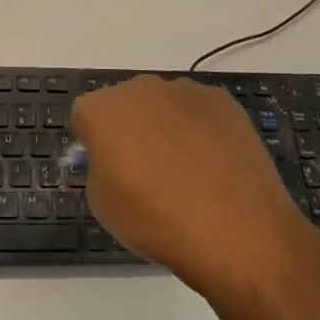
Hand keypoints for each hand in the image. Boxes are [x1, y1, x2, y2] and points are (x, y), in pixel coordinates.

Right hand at [71, 75, 319, 300]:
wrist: (235, 231)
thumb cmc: (156, 221)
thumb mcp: (103, 205)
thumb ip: (99, 169)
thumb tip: (114, 160)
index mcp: (101, 110)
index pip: (84, 119)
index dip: (93, 145)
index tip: (107, 171)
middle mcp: (138, 88)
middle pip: (125, 105)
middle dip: (129, 129)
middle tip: (145, 171)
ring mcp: (184, 90)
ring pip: (164, 105)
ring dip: (166, 127)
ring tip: (187, 172)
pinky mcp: (222, 100)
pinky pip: (199, 112)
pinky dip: (201, 130)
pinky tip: (214, 166)